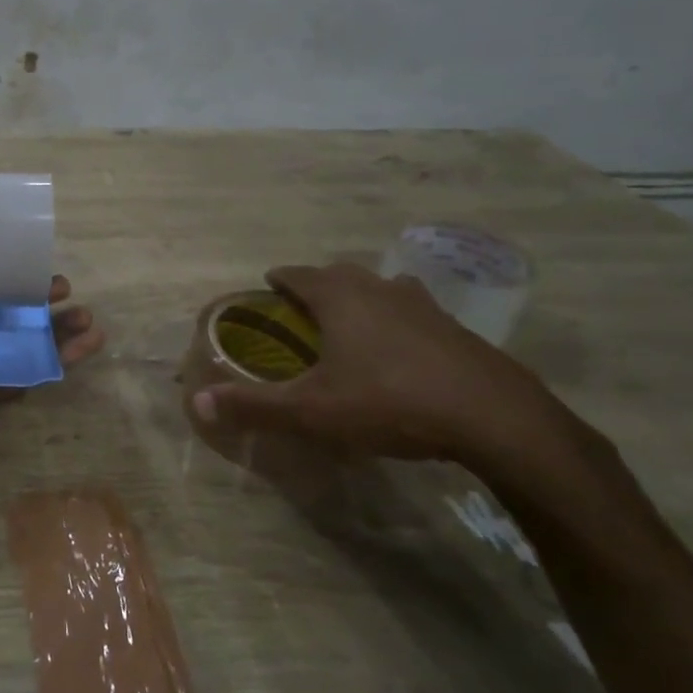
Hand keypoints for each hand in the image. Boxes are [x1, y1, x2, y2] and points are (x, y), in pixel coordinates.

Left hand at [0, 182, 103, 495]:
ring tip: (87, 316)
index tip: (32, 237)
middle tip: (63, 285)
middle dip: (35, 291)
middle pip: (4, 299)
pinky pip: (31, 367)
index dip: (2, 251)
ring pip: (23, 333)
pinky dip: (62, 356)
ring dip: (57, 324)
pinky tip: (93, 342)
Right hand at [190, 263, 605, 502]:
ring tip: (352, 323)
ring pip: (382, 288)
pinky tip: (402, 351)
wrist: (494, 419)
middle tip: (305, 307)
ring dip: (362, 298)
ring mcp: (424, 306)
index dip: (281, 278)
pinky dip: (397, 320)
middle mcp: (380, 290)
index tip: (269, 283)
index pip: (299, 274)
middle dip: (319, 284)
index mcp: (340, 298)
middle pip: (341, 274)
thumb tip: (198, 403)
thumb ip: (254, 406)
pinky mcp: (457, 329)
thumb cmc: (389, 402)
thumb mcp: (312, 411)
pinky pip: (414, 312)